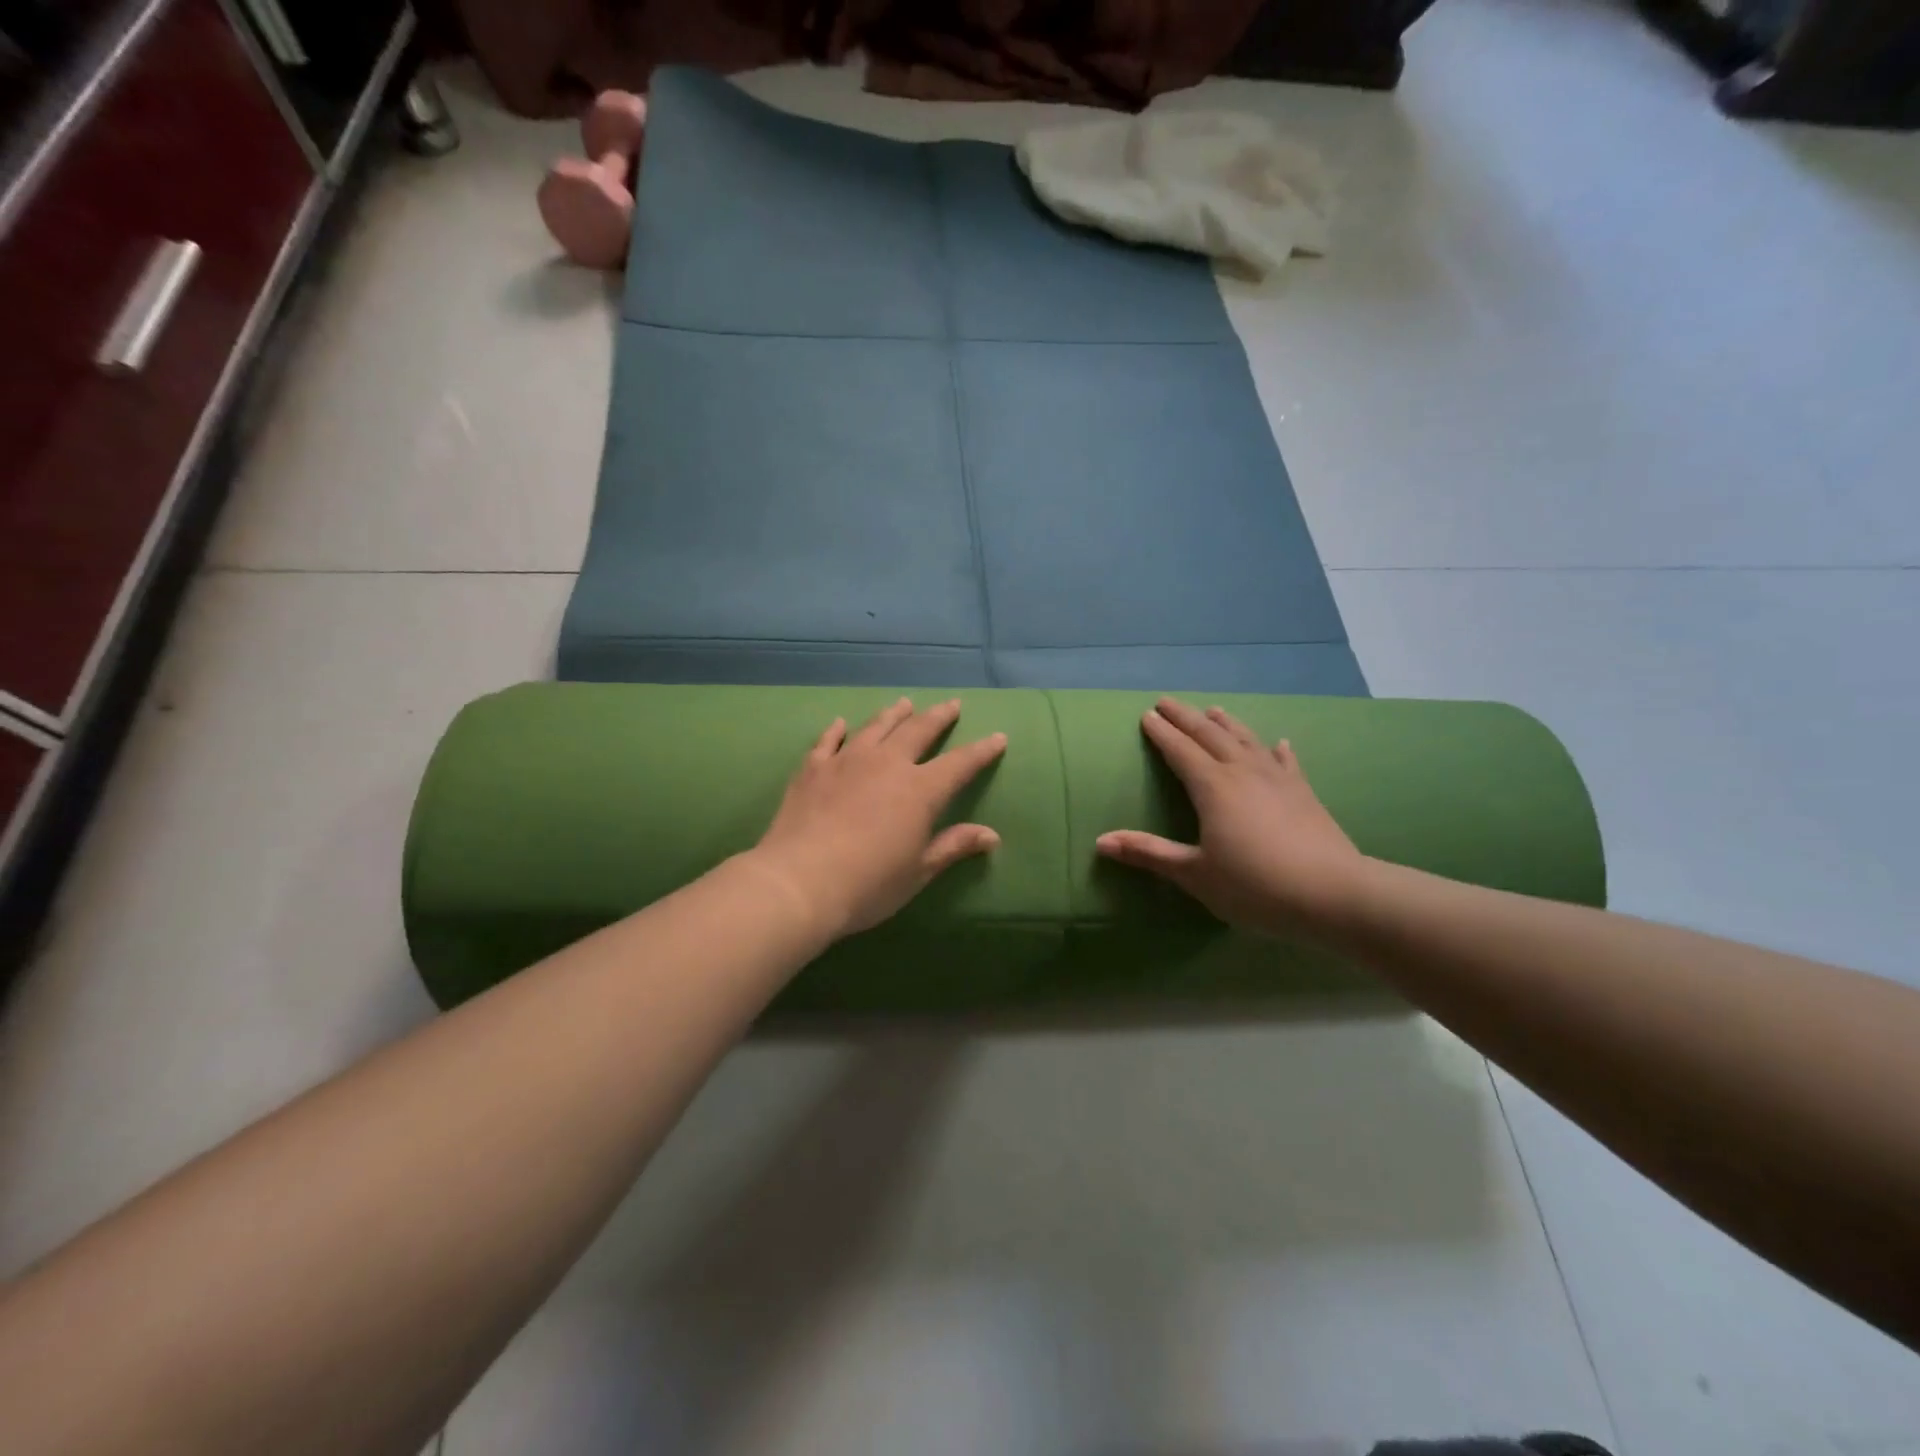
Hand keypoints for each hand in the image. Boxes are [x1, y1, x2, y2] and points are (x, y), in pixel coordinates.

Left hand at [749, 698, 1007, 941]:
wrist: (800, 882)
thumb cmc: (869, 884)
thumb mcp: (919, 871)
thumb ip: (953, 846)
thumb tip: (992, 835)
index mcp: (920, 790)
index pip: (960, 764)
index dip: (981, 751)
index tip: (998, 737)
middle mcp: (887, 764)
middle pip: (919, 731)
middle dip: (939, 717)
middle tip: (952, 704)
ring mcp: (847, 761)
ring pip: (876, 727)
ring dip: (894, 714)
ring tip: (904, 703)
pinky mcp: (813, 769)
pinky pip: (828, 741)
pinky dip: (837, 730)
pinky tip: (841, 723)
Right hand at [1096, 697, 1368, 936]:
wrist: (1333, 894)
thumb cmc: (1255, 885)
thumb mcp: (1195, 874)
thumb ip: (1149, 853)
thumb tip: (1100, 840)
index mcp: (1212, 787)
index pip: (1180, 751)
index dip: (1161, 733)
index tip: (1146, 715)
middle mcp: (1243, 772)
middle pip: (1210, 735)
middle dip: (1185, 717)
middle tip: (1167, 701)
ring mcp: (1277, 779)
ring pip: (1246, 740)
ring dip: (1226, 724)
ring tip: (1213, 710)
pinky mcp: (1304, 793)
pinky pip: (1286, 762)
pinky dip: (1276, 750)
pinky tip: (1279, 743)